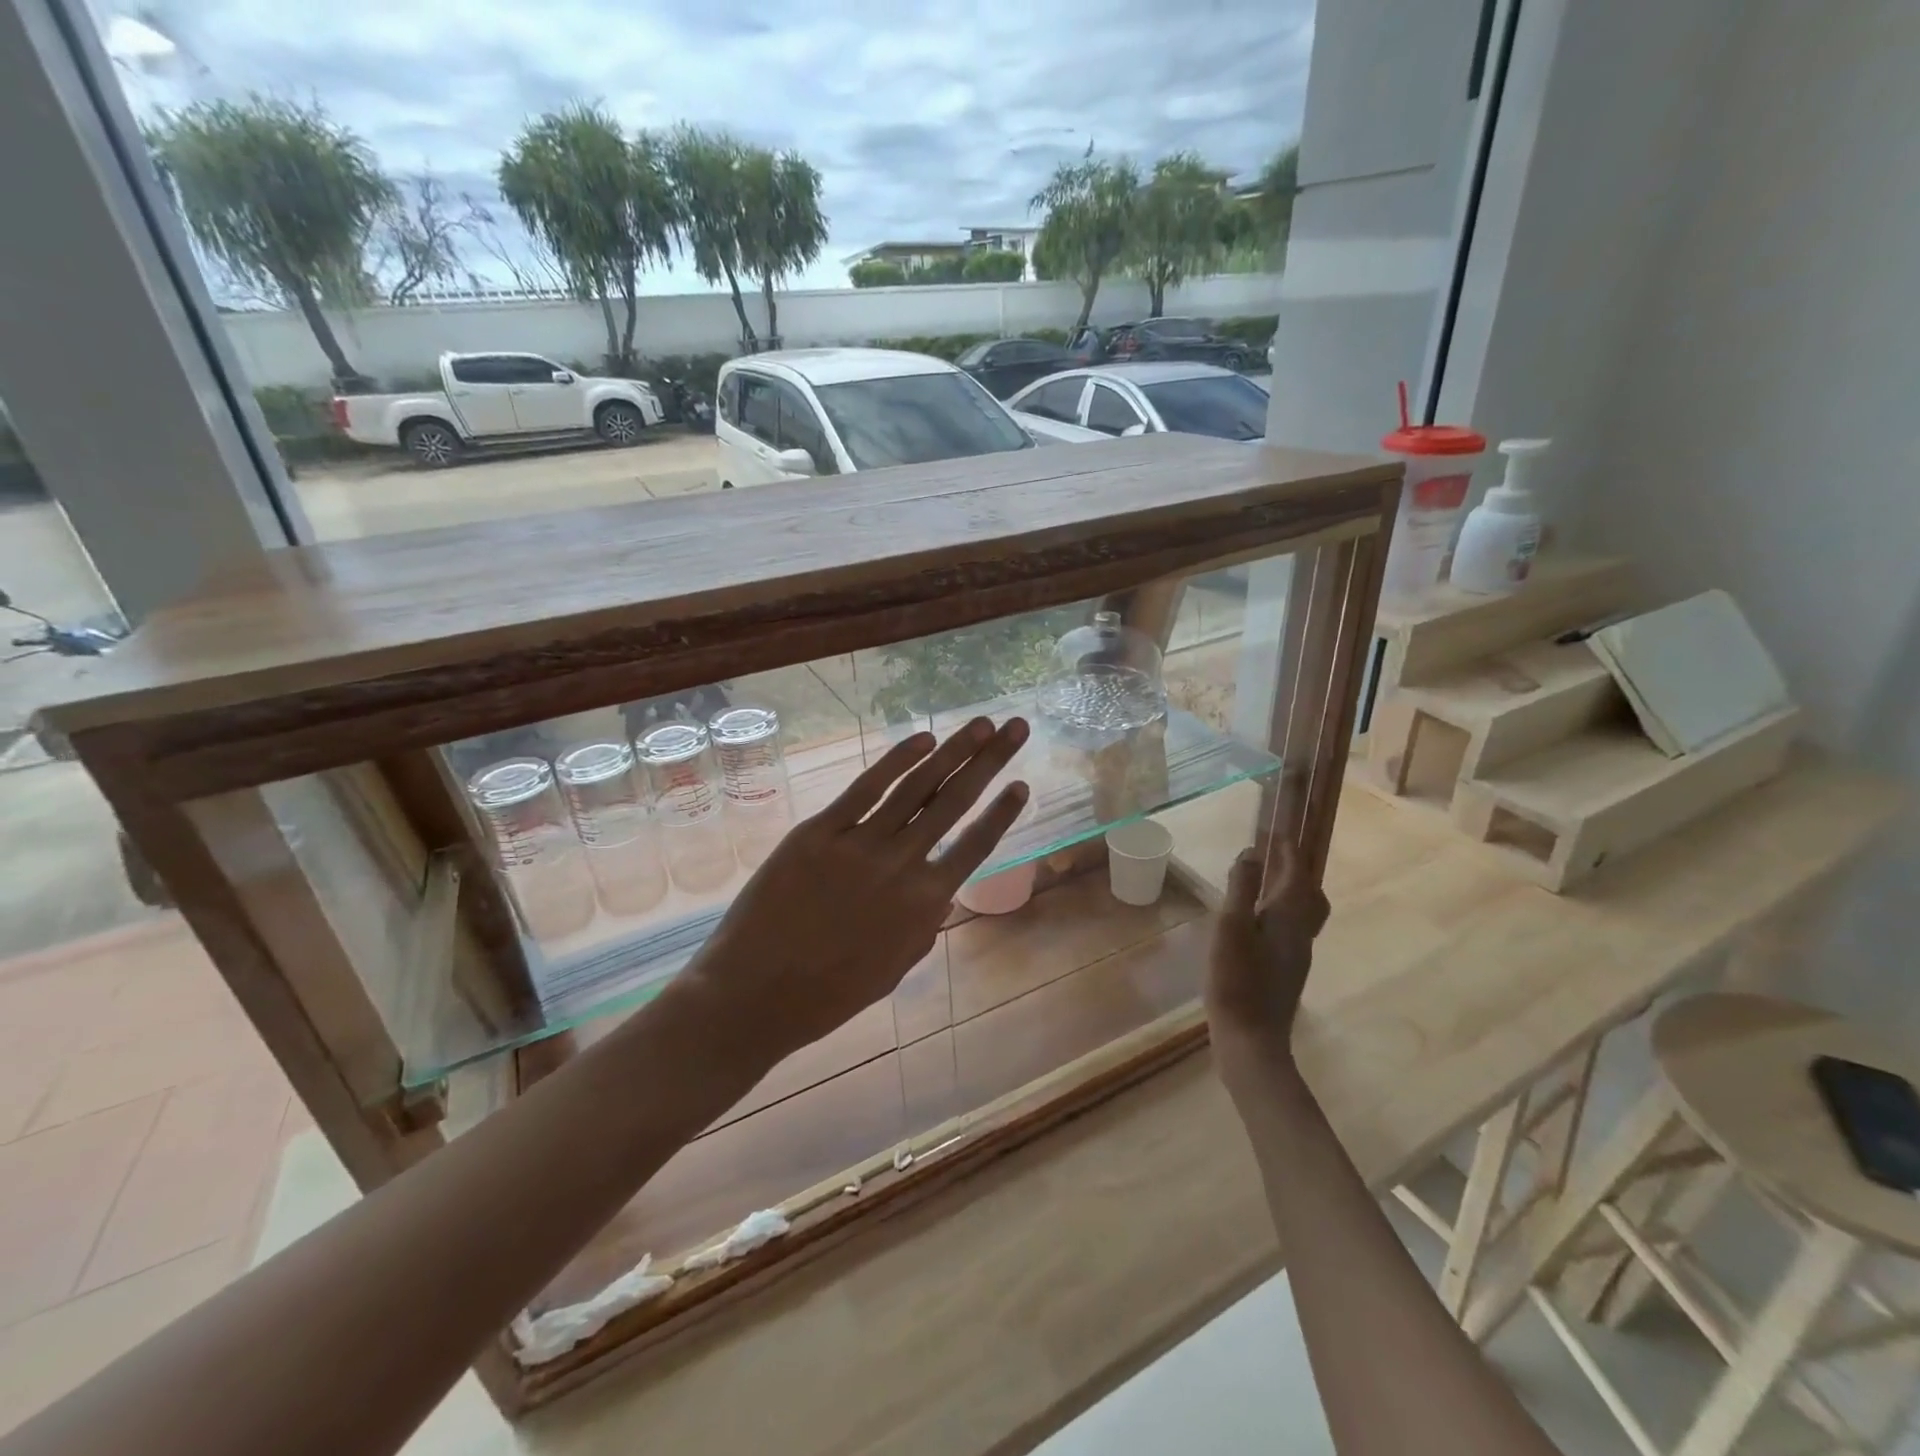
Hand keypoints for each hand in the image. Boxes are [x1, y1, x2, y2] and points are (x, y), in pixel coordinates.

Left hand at [671, 716, 1029, 1072]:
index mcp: (924, 905)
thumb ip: (923, 926)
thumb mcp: (893, 968)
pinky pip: (864, 789)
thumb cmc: (826, 995)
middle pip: (955, 803)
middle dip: (990, 761)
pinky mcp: (819, 832)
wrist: (753, 996)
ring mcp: (860, 844)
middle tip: (1016, 727)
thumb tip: (939, 892)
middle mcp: (902, 866)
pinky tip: (921, 740)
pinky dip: (895, 762)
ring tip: (980, 723)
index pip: (975, 846)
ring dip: (952, 751)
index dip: (1002, 812)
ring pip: (917, 788)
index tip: (1022, 783)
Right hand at [1205, 839, 1330, 1063]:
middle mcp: (1301, 932)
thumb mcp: (1231, 927)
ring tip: (1266, 882)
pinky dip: (1281, 911)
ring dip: (1291, 890)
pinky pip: (1292, 927)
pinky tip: (1258, 920)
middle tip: (1276, 854)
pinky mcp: (1287, 970)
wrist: (1251, 1039)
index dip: (1287, 850)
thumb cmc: (1237, 979)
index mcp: (1288, 916)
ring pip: (1304, 912)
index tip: (1278, 830)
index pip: (1295, 872)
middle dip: (1297, 870)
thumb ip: (1242, 888)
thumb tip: (1252, 853)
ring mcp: (1297, 954)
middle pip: (1310, 893)